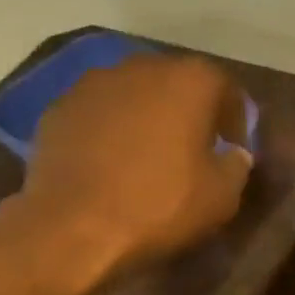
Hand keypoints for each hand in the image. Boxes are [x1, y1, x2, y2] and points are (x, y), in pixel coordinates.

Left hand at [5, 53, 252, 293]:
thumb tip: (233, 154)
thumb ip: (236, 165)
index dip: (234, 118)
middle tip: (192, 147)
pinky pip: (97, 113)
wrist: (72, 228)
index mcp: (190, 81)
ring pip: (132, 93)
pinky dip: (108, 130)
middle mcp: (142, 67)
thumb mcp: (222, 195)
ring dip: (145, 116)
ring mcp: (93, 84)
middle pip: (175, 82)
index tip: (232, 147)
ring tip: (146, 155)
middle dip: (187, 110)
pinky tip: (108, 163)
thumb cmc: (160, 205)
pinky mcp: (58, 108)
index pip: (224, 87)